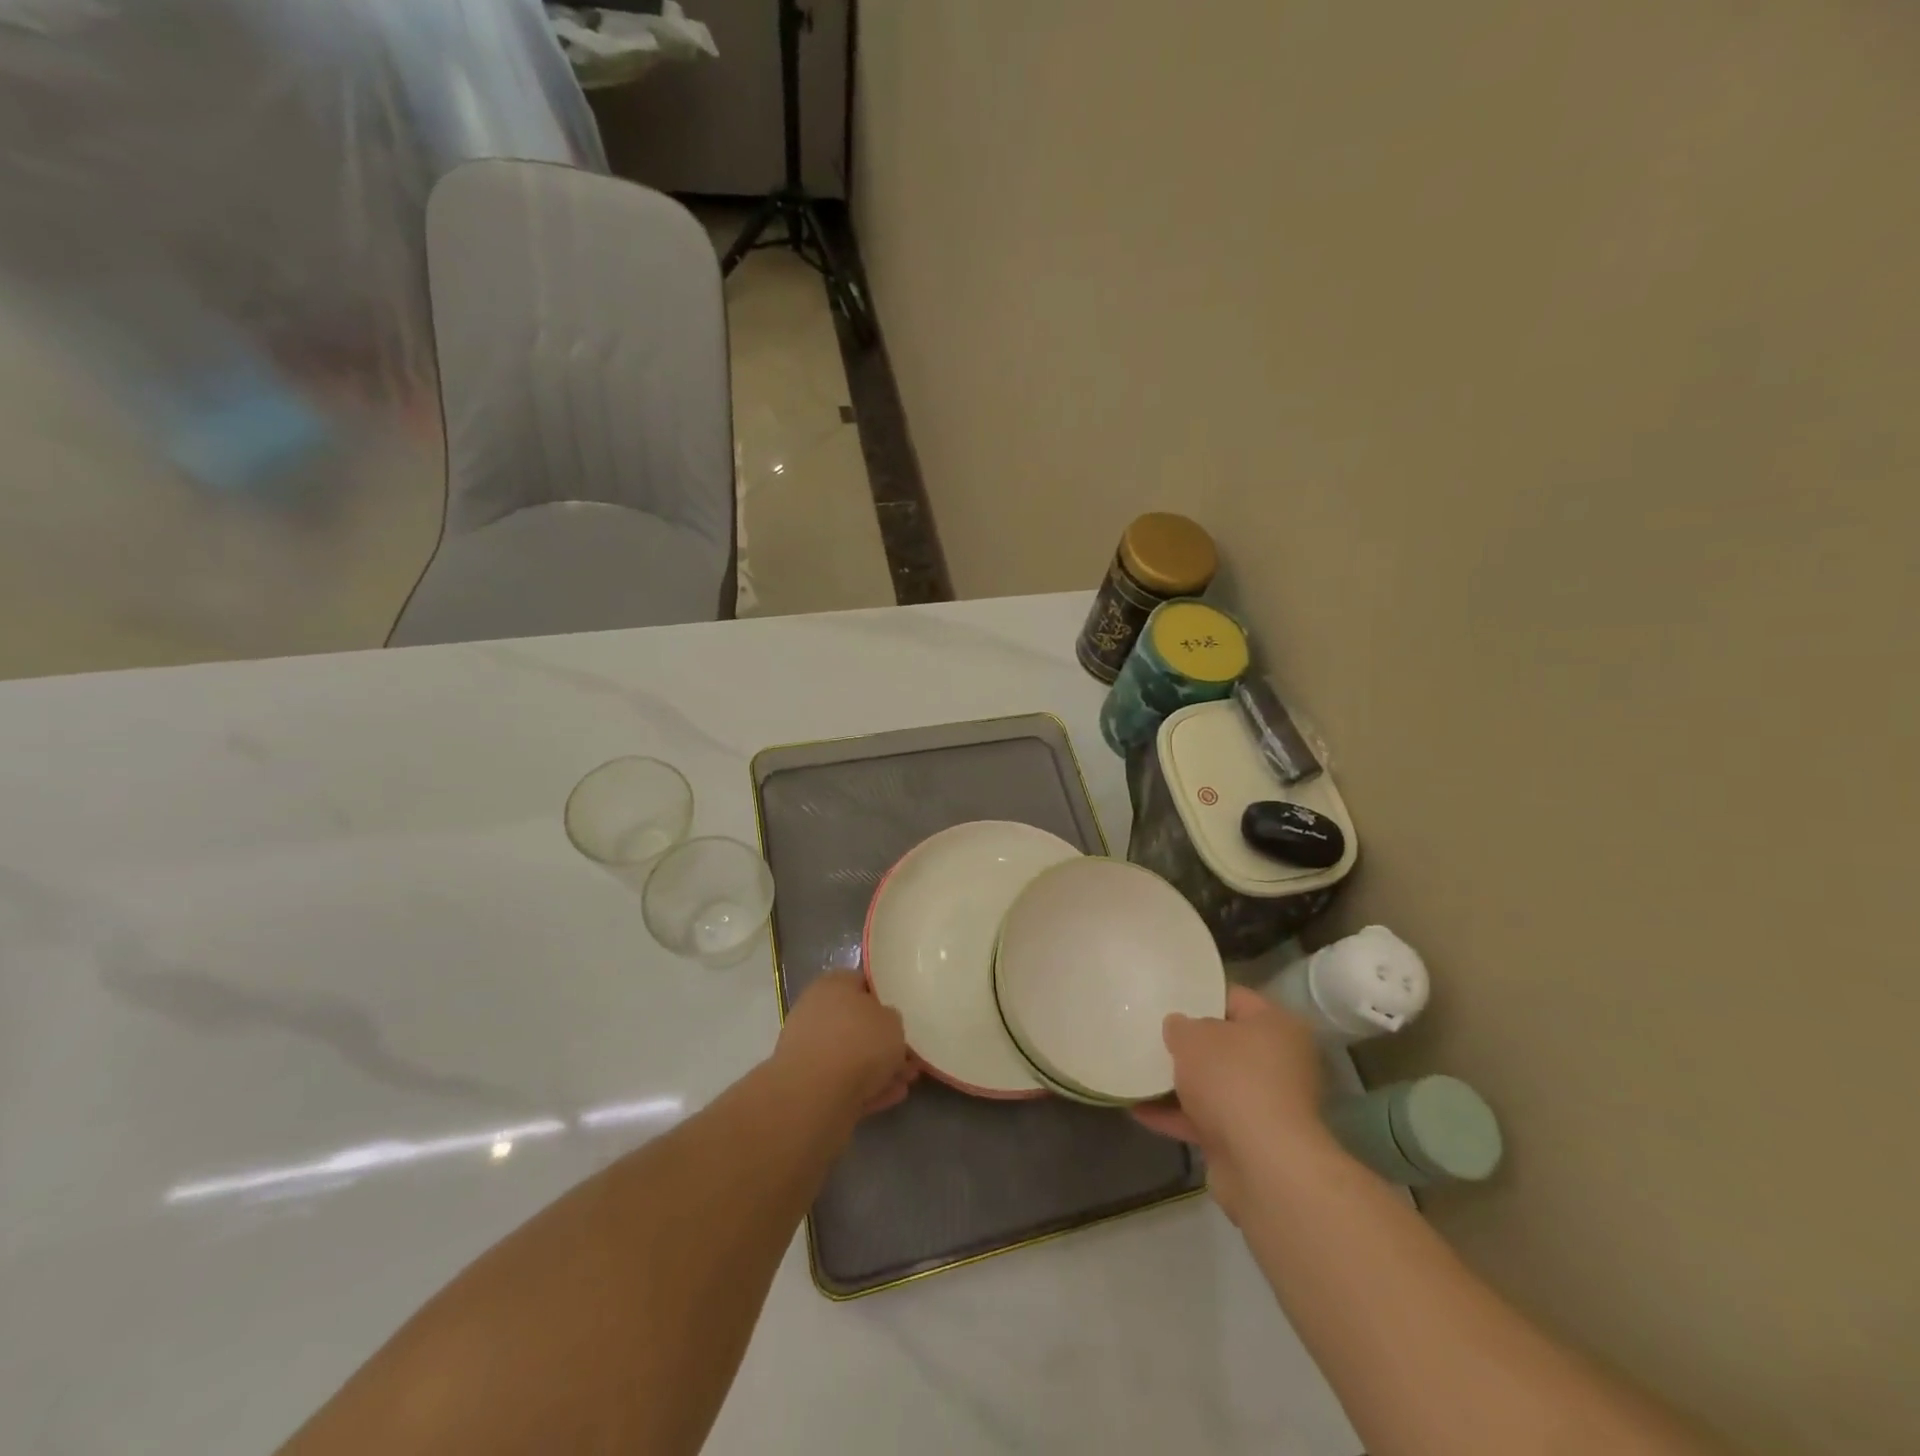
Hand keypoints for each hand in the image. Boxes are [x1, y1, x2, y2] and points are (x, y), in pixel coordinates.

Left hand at [774, 972, 918, 1117]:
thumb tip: (885, 1024)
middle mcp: (817, 1012)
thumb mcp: (893, 1021)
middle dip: (884, 1039)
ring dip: (879, 1066)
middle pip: (857, 1022)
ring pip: (852, 1055)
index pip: (861, 981)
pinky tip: (893, 1095)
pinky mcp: (809, 1085)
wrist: (814, 1096)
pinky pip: (846, 1081)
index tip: (904, 1012)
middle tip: (911, 1054)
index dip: (884, 996)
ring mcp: (810, 1050)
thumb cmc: (858, 1043)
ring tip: (908, 1079)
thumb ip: (892, 1019)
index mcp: (833, 985)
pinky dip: (868, 1087)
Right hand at [1131, 985, 1332, 1219]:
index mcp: (1277, 1026)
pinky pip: (1207, 1119)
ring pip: (1215, 1085)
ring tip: (1138, 1071)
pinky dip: (1177, 1116)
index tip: (1168, 998)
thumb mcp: (1193, 1037)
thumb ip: (1180, 1026)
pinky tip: (1138, 1111)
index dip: (1200, 995)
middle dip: (1190, 1044)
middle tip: (1152, 1034)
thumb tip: (1179, 1028)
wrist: (1262, 1165)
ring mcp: (1266, 1104)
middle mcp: (1279, 1062)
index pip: (1235, 998)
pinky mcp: (1250, 1141)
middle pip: (1226, 1045)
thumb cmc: (1232, 1079)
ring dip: (1180, 1083)